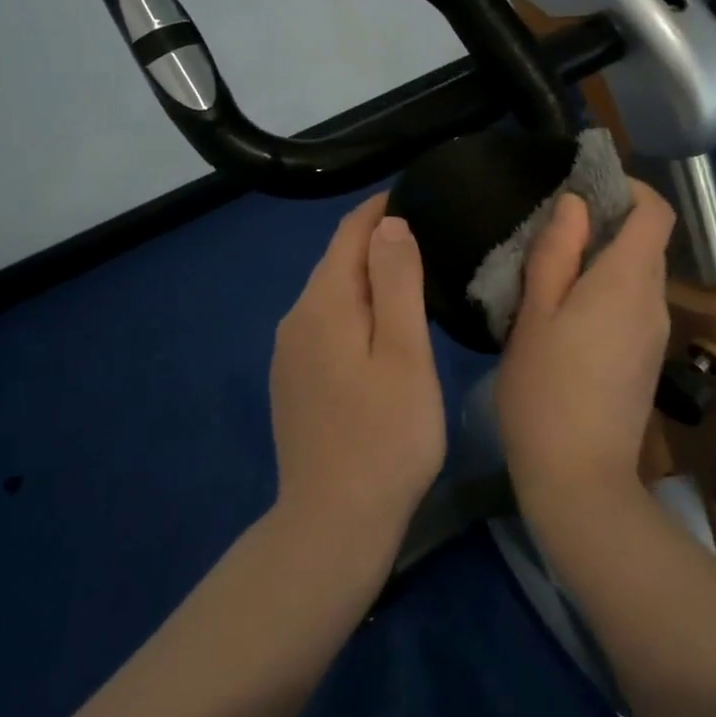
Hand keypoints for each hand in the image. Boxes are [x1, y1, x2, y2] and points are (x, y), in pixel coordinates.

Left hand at [268, 193, 445, 545]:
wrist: (333, 523)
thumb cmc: (385, 435)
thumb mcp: (403, 353)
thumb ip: (396, 282)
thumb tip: (388, 224)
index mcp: (323, 304)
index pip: (348, 234)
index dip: (379, 209)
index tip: (414, 194)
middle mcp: (296, 320)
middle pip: (336, 262)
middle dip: (374, 240)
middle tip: (425, 232)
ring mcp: (290, 354)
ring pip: (331, 294)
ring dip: (366, 276)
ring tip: (411, 273)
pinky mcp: (294, 382)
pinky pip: (326, 324)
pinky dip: (354, 309)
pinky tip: (380, 326)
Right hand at [493, 181, 676, 512]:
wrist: (579, 479)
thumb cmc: (545, 389)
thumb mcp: (535, 313)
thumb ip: (556, 252)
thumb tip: (576, 205)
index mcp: (628, 281)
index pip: (654, 212)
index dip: (629, 189)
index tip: (587, 188)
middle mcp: (653, 302)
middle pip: (646, 242)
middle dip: (607, 224)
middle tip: (552, 232)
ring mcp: (654, 335)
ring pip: (637, 276)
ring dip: (603, 261)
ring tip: (551, 273)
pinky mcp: (645, 360)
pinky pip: (632, 306)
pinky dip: (606, 292)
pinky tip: (565, 316)